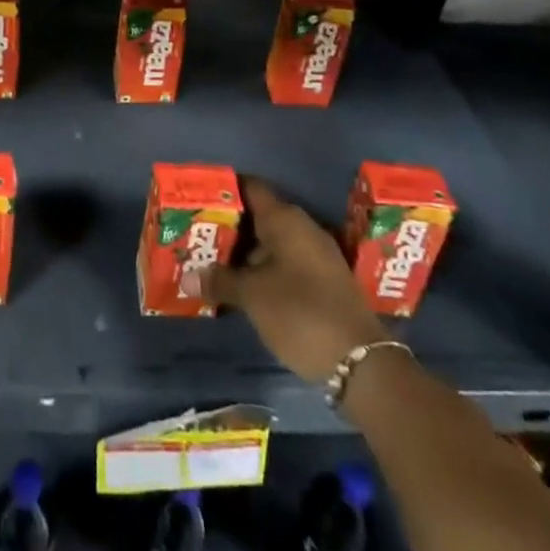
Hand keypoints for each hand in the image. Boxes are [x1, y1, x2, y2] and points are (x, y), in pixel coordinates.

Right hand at [207, 177, 389, 383]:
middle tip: (198, 236)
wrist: (361, 362)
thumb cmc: (300, 313)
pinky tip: (243, 287)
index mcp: (285, 219)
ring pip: (271, 243)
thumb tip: (188, 275)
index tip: (199, 201)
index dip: (224, 191)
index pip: (250, 188)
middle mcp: (302, 228)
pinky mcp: (324, 281)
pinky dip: (263, 269)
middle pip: (259, 216)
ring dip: (245, 253)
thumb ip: (220, 280)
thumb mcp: (253, 297)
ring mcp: (316, 255)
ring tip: (213, 263)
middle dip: (230, 227)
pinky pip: (285, 263)